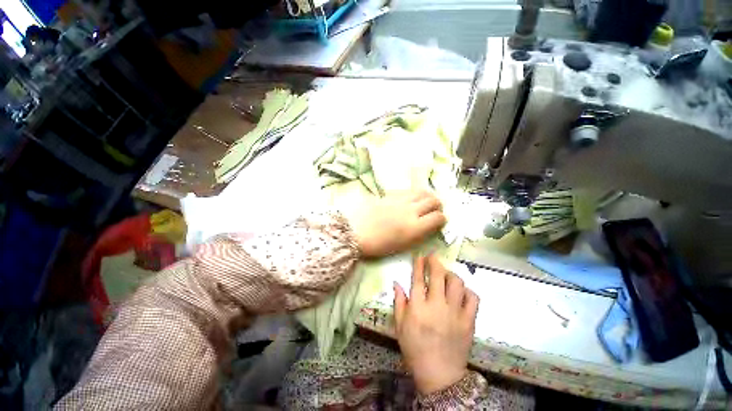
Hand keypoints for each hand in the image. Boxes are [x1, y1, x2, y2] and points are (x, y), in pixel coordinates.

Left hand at [346, 190, 446, 257]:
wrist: (355, 232)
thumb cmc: (377, 245)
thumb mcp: (402, 245)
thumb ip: (418, 234)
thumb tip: (428, 226)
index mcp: (414, 227)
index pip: (438, 217)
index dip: (442, 219)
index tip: (439, 222)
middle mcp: (410, 210)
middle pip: (433, 201)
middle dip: (438, 205)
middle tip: (434, 210)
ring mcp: (400, 200)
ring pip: (422, 192)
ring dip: (427, 196)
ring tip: (425, 202)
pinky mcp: (390, 195)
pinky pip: (408, 191)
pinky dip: (414, 194)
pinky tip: (410, 199)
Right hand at [393, 255, 478, 394]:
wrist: (440, 376)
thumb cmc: (415, 349)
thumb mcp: (400, 326)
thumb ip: (399, 302)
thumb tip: (397, 282)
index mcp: (418, 309)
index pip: (418, 279)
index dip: (419, 264)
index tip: (419, 255)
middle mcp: (437, 307)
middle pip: (438, 276)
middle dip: (435, 262)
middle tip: (433, 256)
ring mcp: (455, 313)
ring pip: (457, 283)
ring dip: (451, 274)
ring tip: (446, 274)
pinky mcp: (469, 321)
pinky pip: (473, 298)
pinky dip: (467, 291)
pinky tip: (461, 291)